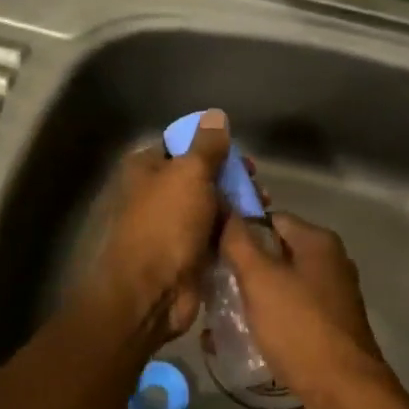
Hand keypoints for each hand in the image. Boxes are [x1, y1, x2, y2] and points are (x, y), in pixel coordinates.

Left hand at [80, 109, 232, 350]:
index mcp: (146, 168)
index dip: (210, 144)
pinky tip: (255, 229)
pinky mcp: (187, 253)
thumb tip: (216, 116)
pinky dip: (232, 230)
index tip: (238, 152)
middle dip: (230, 176)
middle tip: (256, 181)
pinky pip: (214, 234)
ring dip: (236, 204)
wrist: (152, 292)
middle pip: (200, 175)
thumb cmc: (166, 223)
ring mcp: (171, 225)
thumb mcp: (189, 173)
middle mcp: (156, 193)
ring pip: (211, 205)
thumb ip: (207, 145)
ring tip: (262, 206)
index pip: (180, 144)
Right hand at [220, 213, 396, 408]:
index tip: (211, 249)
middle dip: (243, 266)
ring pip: (282, 283)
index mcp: (318, 241)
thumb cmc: (300, 327)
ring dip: (254, 294)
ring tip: (221, 311)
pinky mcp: (331, 325)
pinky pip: (292, 309)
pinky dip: (270, 316)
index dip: (238, 230)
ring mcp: (333, 294)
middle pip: (275, 251)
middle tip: (212, 282)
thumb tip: (225, 211)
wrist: (345, 391)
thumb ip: (238, 242)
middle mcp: (330, 261)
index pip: (270, 218)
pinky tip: (245, 333)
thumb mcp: (260, 280)